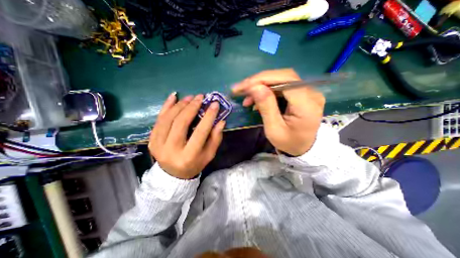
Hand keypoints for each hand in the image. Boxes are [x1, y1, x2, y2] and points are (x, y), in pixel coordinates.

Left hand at [149, 92, 225, 179]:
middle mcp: (171, 150)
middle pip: (181, 123)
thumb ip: (215, 138)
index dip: (208, 117)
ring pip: (168, 119)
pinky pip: (158, 120)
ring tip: (190, 97)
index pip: (200, 132)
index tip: (214, 104)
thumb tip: (221, 121)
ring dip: (180, 105)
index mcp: (189, 156)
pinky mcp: (151, 140)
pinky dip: (166, 106)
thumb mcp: (209, 154)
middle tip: (200, 97)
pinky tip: (173, 97)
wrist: (173, 175)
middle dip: (192, 107)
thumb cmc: (195, 163)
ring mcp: (158, 145)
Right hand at [232, 69, 324, 156]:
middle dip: (260, 80)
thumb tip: (255, 87)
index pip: (286, 80)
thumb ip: (266, 107)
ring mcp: (309, 92)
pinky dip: (267, 90)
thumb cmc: (288, 142)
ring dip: (262, 85)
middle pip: (284, 76)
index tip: (243, 86)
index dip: (263, 79)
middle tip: (242, 89)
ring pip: (282, 79)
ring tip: (248, 97)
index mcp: (307, 105)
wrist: (303, 148)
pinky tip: (257, 98)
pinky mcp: (303, 93)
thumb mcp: (274, 129)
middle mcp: (312, 94)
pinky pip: (283, 85)